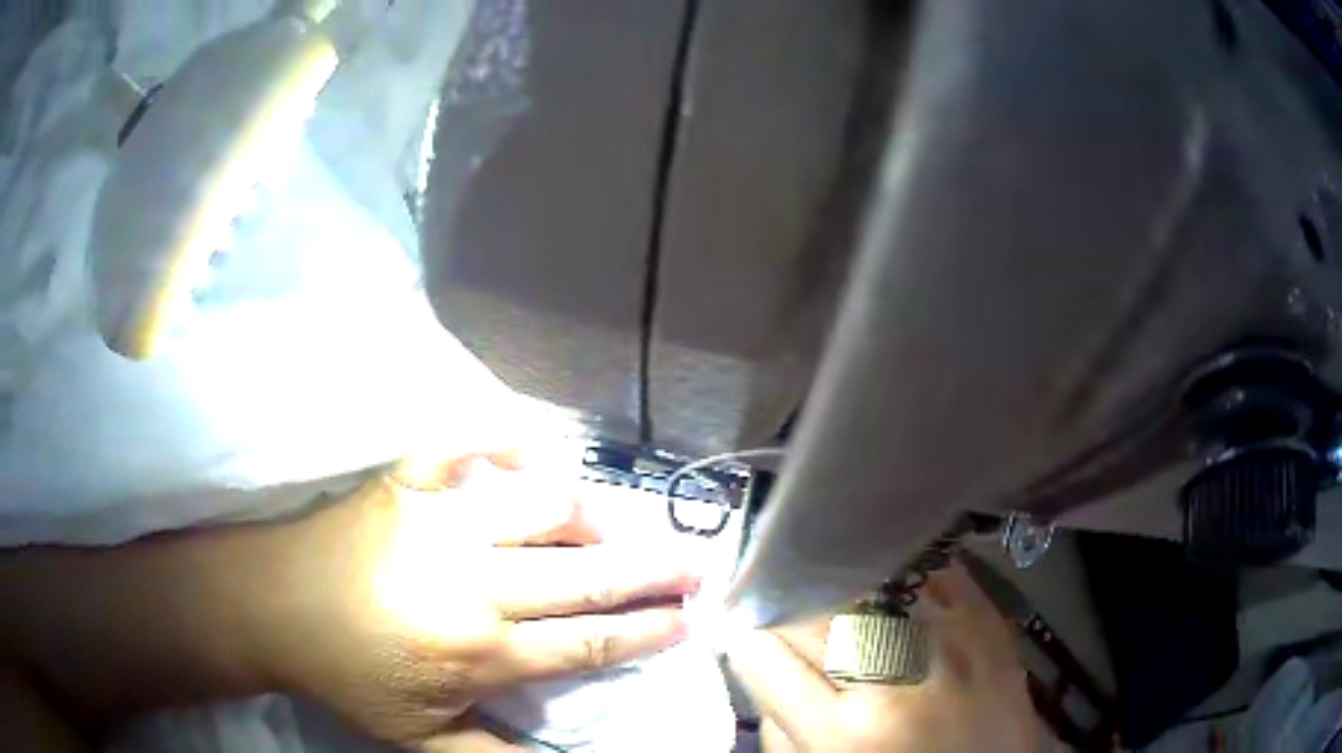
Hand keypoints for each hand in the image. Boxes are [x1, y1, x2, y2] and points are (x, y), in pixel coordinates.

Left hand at [258, 450, 699, 751]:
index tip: (687, 621)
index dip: (643, 633)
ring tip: (618, 529)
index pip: (585, 643)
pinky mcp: (406, 481)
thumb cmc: (346, 674)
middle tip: (695, 565)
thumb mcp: (417, 738)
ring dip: (592, 518)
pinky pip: (464, 446)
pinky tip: (533, 449)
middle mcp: (471, 581)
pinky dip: (503, 440)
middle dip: (651, 572)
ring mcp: (438, 520)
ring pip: (540, 507)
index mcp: (477, 650)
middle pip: (583, 575)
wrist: (273, 604)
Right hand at [726, 562, 1042, 752]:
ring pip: (863, 583)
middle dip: (779, 602)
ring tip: (816, 575)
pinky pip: (928, 570)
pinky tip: (877, 566)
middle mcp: (898, 677)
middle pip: (812, 615)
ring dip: (829, 580)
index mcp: (848, 735)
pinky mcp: (987, 617)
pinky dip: (894, 565)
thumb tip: (759, 662)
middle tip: (766, 594)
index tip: (731, 621)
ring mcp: (950, 638)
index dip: (740, 635)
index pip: (766, 660)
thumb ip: (782, 727)